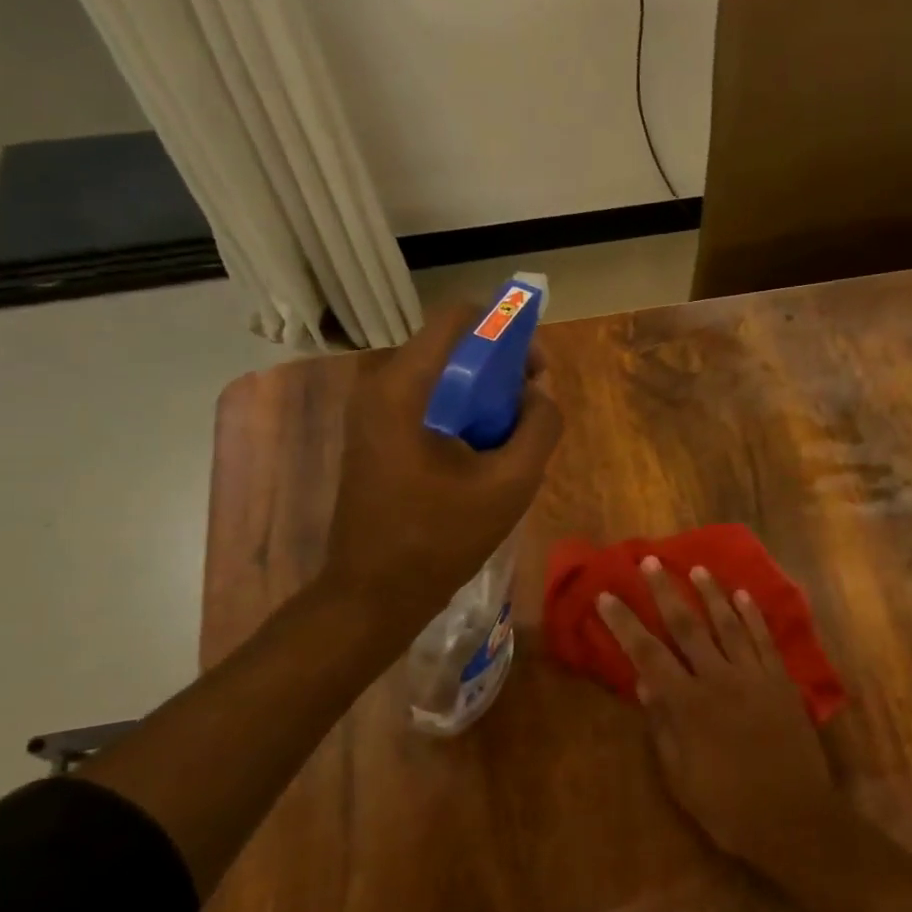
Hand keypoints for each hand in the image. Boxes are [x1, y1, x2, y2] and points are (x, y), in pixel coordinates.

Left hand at [323, 303, 561, 619]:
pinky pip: (426, 399)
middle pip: (452, 344)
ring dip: (482, 393)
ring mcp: (371, 409)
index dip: (507, 331)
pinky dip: (460, 411)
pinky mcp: (373, 433)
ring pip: (441, 373)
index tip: (535, 372)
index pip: (460, 317)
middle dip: (500, 367)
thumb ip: (540, 426)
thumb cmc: (441, 538)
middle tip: (529, 410)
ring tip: (508, 437)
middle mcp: (379, 383)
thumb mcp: (511, 483)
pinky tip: (479, 454)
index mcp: (405, 386)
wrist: (372, 593)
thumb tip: (540, 393)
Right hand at [599, 559, 840, 869]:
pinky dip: (753, 615)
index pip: (647, 654)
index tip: (607, 596)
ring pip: (728, 624)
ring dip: (711, 594)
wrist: (794, 819)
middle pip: (688, 626)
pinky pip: (764, 639)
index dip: (625, 624)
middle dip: (666, 592)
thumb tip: (645, 686)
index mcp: (688, 705)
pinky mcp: (781, 681)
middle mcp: (719, 679)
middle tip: (651, 562)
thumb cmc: (729, 807)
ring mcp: (754, 676)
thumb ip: (663, 729)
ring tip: (697, 569)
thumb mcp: (681, 779)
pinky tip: (744, 596)